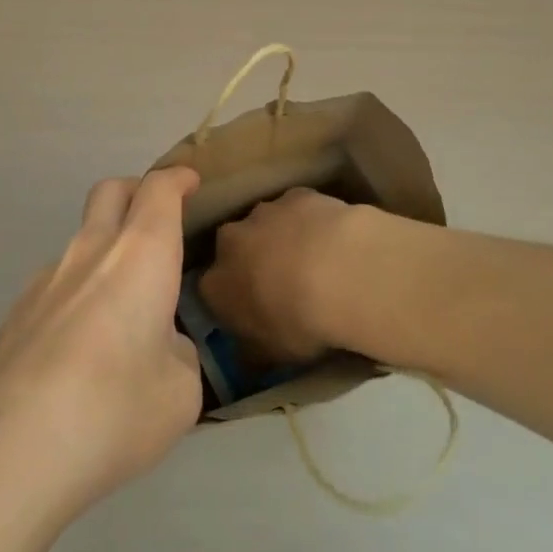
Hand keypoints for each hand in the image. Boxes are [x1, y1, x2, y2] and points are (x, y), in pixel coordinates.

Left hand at [0, 168, 203, 532]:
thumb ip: (178, 352)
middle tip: (157, 220)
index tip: (190, 183)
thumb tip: (159, 343)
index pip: (158, 190)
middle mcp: (89, 252)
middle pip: (110, 191)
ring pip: (81, 239)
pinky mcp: (16, 312)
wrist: (12, 455)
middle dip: (137, 191)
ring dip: (107, 250)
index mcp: (139, 256)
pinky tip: (81, 349)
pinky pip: (57, 283)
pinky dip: (79, 291)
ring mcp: (45, 278)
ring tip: (123, 310)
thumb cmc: (114, 413)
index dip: (177, 179)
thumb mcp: (181, 392)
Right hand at [199, 187, 365, 367]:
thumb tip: (246, 356)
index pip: (212, 291)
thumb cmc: (300, 323)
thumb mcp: (273, 355)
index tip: (253, 313)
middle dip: (251, 262)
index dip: (232, 301)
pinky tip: (332, 238)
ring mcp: (263, 212)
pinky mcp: (296, 194)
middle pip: (234, 250)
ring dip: (280, 238)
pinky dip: (309, 221)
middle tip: (280, 284)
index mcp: (216, 284)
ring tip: (313, 261)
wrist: (340, 273)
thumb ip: (253, 352)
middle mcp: (230, 241)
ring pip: (265, 225)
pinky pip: (297, 208)